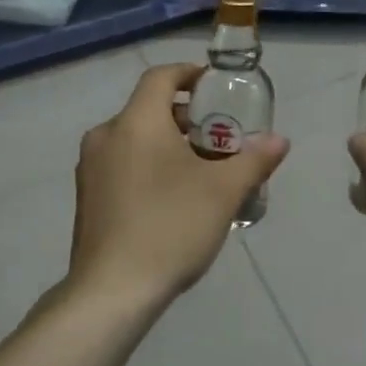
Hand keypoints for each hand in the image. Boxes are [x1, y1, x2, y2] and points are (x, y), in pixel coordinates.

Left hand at [69, 63, 289, 307]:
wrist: (111, 292)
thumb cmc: (170, 227)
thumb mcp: (224, 192)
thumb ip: (254, 159)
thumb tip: (279, 140)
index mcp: (136, 122)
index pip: (162, 77)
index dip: (190, 74)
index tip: (216, 86)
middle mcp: (106, 136)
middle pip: (149, 109)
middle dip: (187, 117)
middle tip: (220, 137)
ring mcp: (90, 168)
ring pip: (135, 138)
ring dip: (168, 143)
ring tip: (202, 170)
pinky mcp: (86, 197)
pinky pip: (122, 164)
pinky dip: (149, 165)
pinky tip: (173, 198)